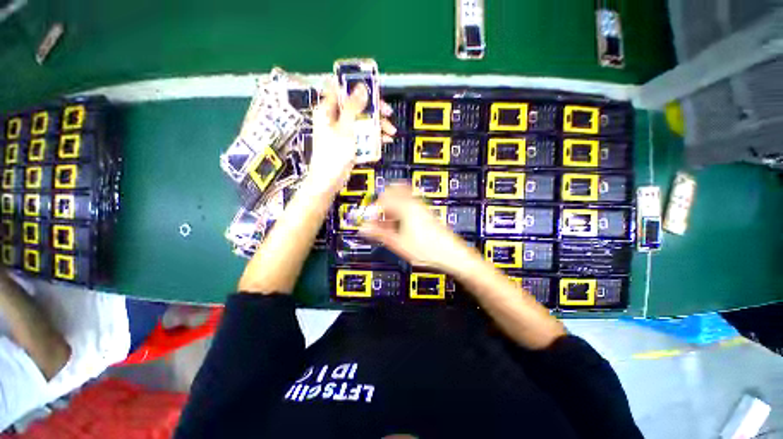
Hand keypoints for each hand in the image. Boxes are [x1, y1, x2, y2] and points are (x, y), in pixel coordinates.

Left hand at [308, 80, 396, 192]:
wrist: (329, 181)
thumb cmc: (333, 155)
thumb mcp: (345, 129)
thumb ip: (353, 107)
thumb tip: (361, 87)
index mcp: (327, 110)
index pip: (342, 89)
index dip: (357, 87)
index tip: (374, 90)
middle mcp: (334, 118)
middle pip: (356, 106)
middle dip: (374, 110)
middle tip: (388, 113)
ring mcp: (342, 131)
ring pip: (362, 121)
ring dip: (377, 125)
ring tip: (390, 131)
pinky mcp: (349, 142)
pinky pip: (362, 134)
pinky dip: (373, 136)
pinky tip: (384, 140)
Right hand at [359, 184, 478, 273]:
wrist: (451, 254)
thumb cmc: (428, 249)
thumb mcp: (398, 243)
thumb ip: (379, 234)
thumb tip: (364, 228)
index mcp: (406, 207)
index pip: (383, 198)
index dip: (373, 209)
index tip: (370, 220)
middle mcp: (414, 203)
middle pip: (392, 194)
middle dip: (382, 207)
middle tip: (378, 220)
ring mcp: (421, 207)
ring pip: (400, 201)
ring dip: (391, 211)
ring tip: (388, 227)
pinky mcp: (425, 213)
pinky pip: (408, 207)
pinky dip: (400, 214)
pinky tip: (399, 229)